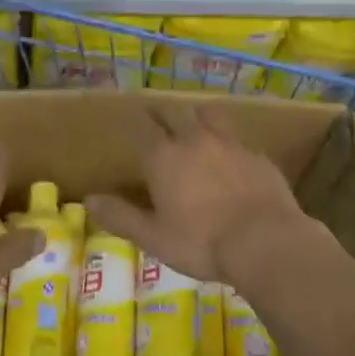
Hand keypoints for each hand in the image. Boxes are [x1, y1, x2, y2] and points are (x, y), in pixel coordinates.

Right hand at [86, 103, 315, 291]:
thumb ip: (121, 216)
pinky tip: (230, 154)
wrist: (266, 241)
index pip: (146, 129)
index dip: (138, 123)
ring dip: (197, 116)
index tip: (134, 121)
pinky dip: (227, 140)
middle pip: (177, 113)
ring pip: (210, 116)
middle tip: (159, 117)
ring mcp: (230, 144)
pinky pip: (237, 138)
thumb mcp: (154, 237)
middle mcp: (195, 140)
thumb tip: (89, 199)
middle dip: (165, 113)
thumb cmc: (201, 242)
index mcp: (164, 157)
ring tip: (194, 123)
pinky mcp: (257, 155)